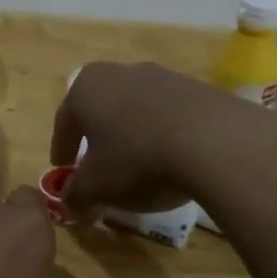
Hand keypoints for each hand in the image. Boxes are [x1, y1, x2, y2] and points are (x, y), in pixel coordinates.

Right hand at [49, 62, 271, 217]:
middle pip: (100, 110)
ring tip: (139, 167)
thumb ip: (75, 196)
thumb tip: (70, 204)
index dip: (62, 150)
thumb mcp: (96, 188)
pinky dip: (163, 135)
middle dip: (97, 139)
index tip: (64, 171)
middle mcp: (120, 73)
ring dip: (132, 135)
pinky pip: (169, 115)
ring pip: (135, 110)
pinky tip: (172, 160)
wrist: (215, 142)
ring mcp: (162, 76)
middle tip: (98, 167)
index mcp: (85, 88)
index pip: (64, 122)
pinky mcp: (197, 88)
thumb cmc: (137, 160)